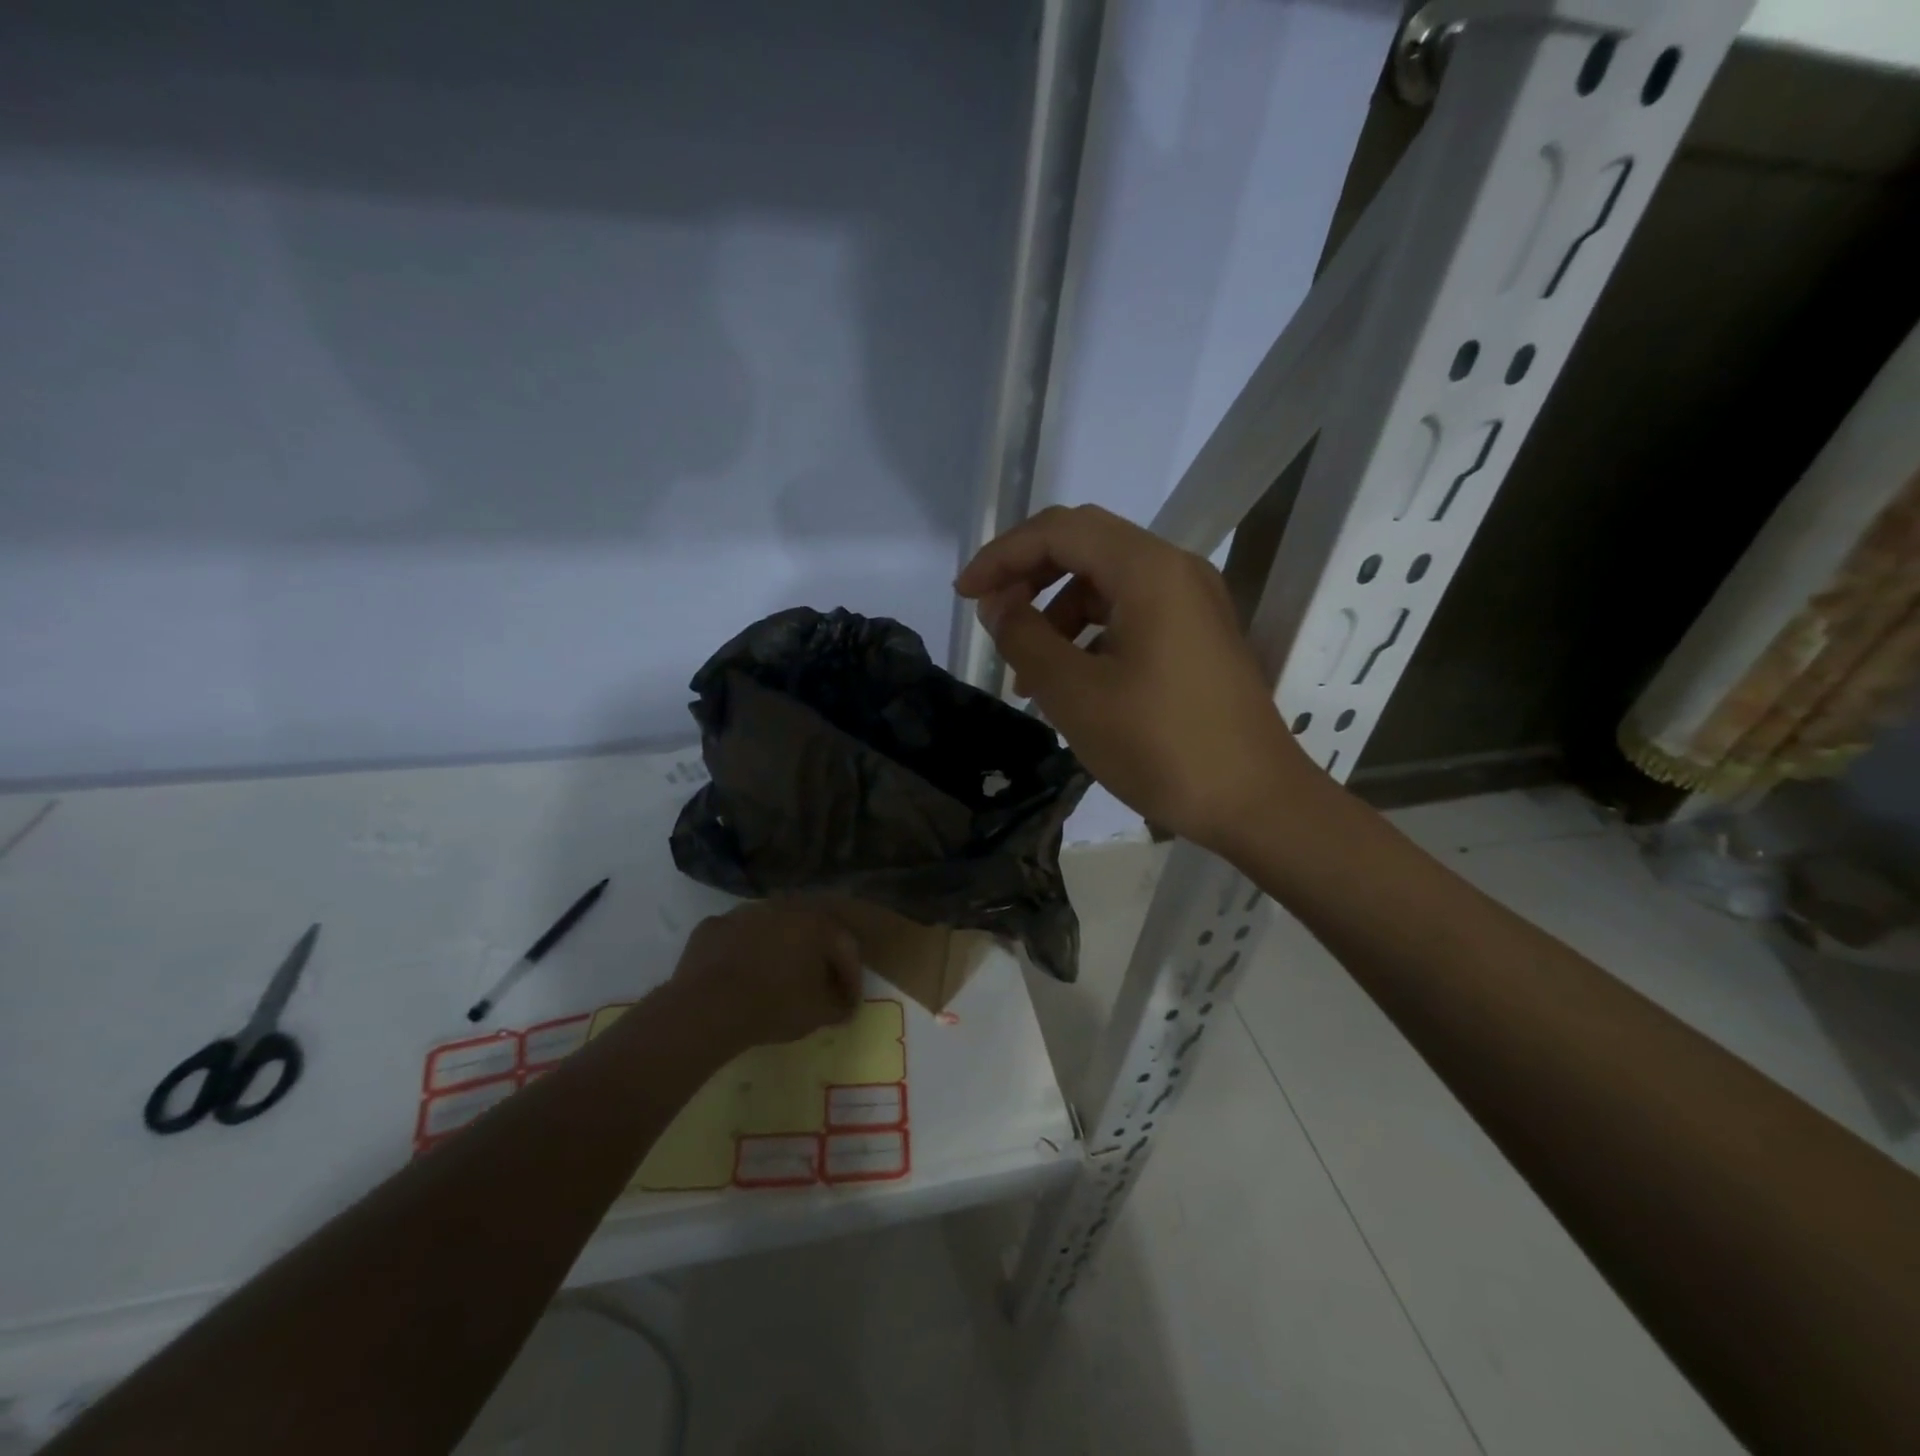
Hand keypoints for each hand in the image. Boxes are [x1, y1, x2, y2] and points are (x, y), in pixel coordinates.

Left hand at [668, 900, 862, 1051]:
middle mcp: (784, 907)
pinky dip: (744, 950)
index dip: (851, 975)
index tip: (849, 1001)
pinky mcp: (714, 925)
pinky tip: (741, 972)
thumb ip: (839, 1005)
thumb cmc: (774, 1006)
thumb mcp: (818, 1013)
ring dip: (779, 946)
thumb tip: (844, 1004)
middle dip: (818, 952)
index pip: (845, 946)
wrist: (708, 1007)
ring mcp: (746, 912)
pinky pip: (737, 936)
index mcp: (817, 923)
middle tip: (818, 979)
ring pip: (771, 926)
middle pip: (810, 927)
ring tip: (778, 975)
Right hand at [956, 504, 1308, 851]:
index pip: (1060, 531)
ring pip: (1106, 582)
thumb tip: (998, 605)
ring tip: (1027, 673)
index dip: (1003, 556)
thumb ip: (1025, 638)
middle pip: (1085, 545)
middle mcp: (1175, 570)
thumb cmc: (1161, 746)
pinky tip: (1070, 682)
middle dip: (1028, 575)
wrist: (1256, 802)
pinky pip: (1130, 613)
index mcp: (1149, 570)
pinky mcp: (1197, 635)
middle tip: (991, 617)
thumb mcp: (1075, 694)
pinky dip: (1089, 634)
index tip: (965, 595)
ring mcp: (1192, 602)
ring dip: (1057, 613)